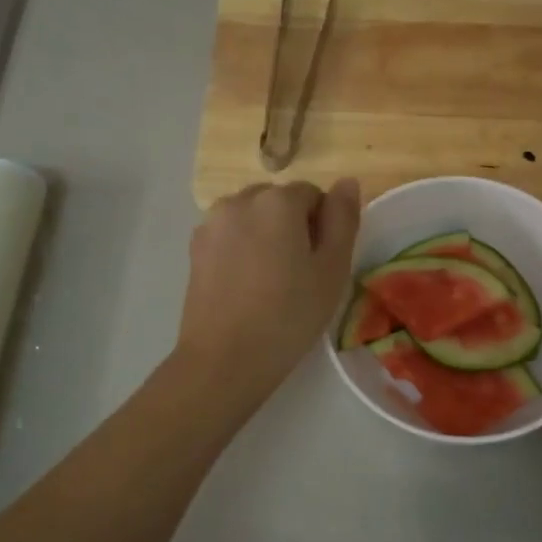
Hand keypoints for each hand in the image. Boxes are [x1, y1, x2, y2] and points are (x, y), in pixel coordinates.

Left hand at [176, 179, 360, 402]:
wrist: (225, 359)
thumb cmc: (289, 315)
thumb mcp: (332, 269)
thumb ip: (343, 219)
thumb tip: (347, 182)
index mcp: (278, 201)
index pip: (313, 195)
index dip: (323, 227)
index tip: (320, 264)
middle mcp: (240, 200)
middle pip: (279, 201)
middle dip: (292, 226)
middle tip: (298, 274)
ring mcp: (212, 223)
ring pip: (252, 217)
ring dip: (265, 235)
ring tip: (269, 280)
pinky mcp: (195, 248)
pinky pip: (229, 235)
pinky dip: (241, 249)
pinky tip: (245, 286)